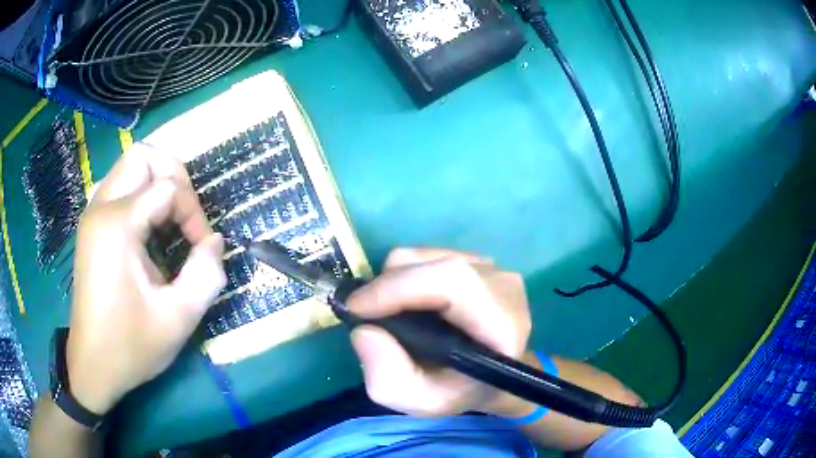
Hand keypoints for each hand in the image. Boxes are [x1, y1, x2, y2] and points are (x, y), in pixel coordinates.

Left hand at [68, 144, 225, 414]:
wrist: (93, 365)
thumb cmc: (130, 346)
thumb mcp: (177, 319)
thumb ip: (206, 275)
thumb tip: (215, 241)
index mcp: (117, 225)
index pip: (167, 187)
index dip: (193, 213)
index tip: (202, 249)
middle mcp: (101, 208)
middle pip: (143, 156)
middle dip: (173, 175)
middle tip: (185, 214)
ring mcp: (92, 214)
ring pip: (129, 166)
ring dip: (156, 183)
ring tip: (171, 220)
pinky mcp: (92, 226)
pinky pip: (120, 187)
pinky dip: (141, 195)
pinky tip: (150, 229)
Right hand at [347, 248, 530, 416]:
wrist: (493, 376)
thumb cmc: (461, 391)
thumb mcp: (422, 401)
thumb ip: (389, 378)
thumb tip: (364, 331)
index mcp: (503, 323)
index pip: (452, 282)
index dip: (398, 287)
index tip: (356, 308)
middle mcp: (503, 286)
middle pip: (432, 263)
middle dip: (388, 286)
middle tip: (368, 315)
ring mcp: (492, 268)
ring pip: (425, 256)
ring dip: (395, 281)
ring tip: (395, 314)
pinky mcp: (478, 261)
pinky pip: (428, 256)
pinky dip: (407, 276)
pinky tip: (413, 305)